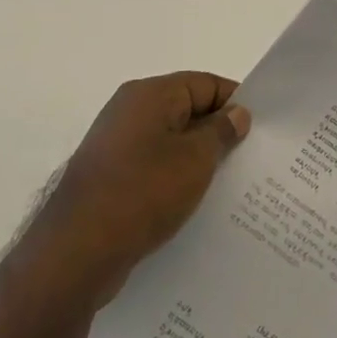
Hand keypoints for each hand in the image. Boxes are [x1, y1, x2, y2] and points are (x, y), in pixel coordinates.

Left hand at [35, 72, 250, 304]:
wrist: (74, 253)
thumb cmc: (142, 193)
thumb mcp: (195, 159)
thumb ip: (221, 131)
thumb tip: (237, 114)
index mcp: (149, 95)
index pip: (204, 83)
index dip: (235, 102)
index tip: (261, 128)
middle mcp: (129, 112)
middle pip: (187, 110)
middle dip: (218, 133)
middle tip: (251, 158)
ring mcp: (115, 146)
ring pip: (170, 142)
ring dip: (197, 159)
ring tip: (229, 184)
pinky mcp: (109, 179)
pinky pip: (153, 168)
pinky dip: (175, 179)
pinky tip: (194, 205)